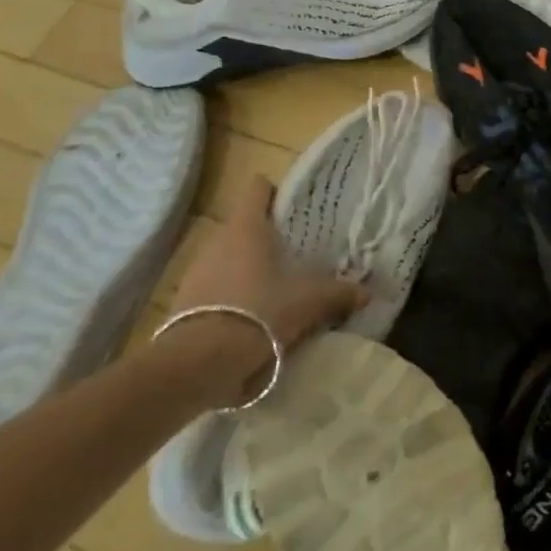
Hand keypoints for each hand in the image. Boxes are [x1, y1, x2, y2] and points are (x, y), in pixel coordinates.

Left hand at [166, 175, 366, 352]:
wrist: (200, 362)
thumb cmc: (260, 312)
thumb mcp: (308, 302)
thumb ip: (338, 293)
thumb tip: (366, 292)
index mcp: (247, 227)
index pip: (257, 188)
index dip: (276, 194)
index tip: (294, 210)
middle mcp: (218, 239)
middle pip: (245, 225)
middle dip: (266, 238)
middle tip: (295, 254)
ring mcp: (196, 269)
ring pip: (228, 257)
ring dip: (247, 268)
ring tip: (274, 289)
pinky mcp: (184, 300)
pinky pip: (214, 286)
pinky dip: (231, 295)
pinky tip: (249, 317)